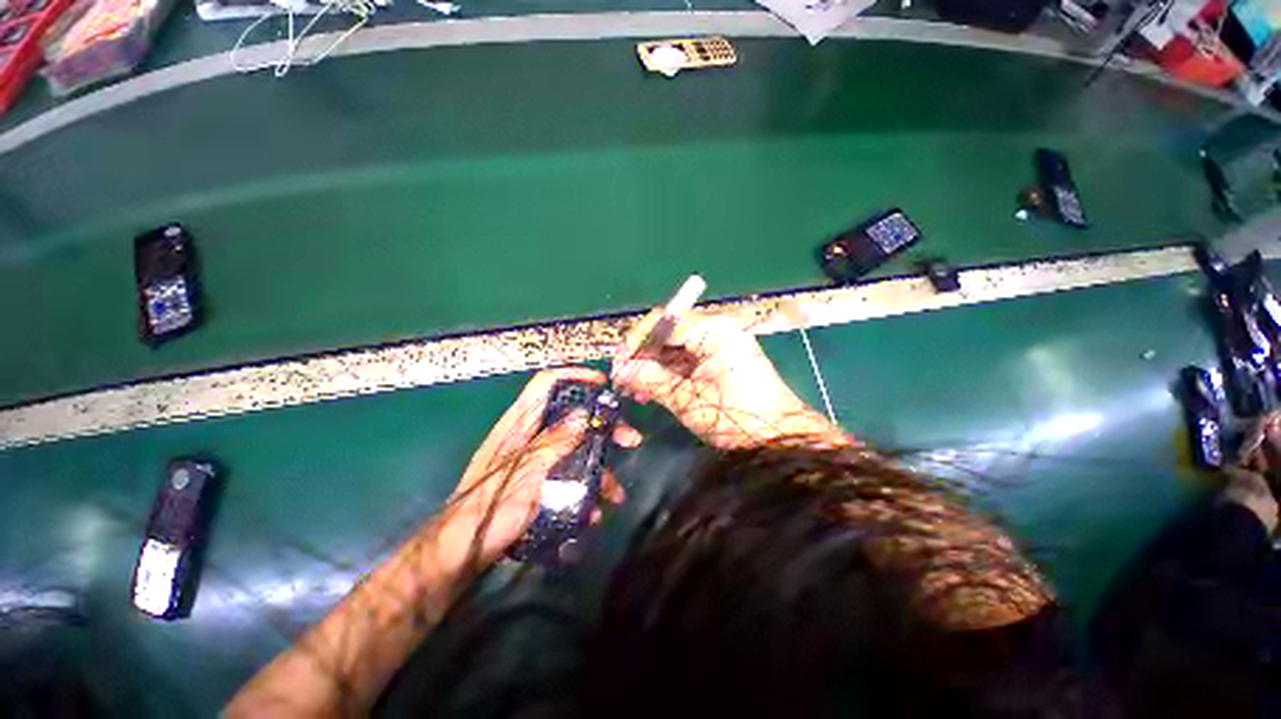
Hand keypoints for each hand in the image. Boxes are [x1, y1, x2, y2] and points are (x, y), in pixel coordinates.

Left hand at [441, 368, 640, 566]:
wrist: (461, 554)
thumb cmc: (489, 509)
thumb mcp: (525, 473)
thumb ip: (554, 442)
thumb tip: (585, 414)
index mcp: (520, 424)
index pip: (546, 384)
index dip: (574, 377)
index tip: (603, 384)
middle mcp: (530, 436)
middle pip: (573, 419)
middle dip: (604, 429)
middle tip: (630, 440)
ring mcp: (537, 460)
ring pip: (576, 451)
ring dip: (600, 469)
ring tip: (616, 495)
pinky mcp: (540, 482)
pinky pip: (570, 477)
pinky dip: (584, 491)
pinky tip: (593, 513)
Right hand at [611, 311, 848, 449]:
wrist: (777, 439)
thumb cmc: (735, 418)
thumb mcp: (687, 400)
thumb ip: (652, 379)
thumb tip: (621, 370)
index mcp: (714, 332)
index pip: (666, 322)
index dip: (638, 340)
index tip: (620, 363)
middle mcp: (717, 331)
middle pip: (669, 333)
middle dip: (643, 355)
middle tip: (623, 379)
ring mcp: (719, 346)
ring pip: (674, 349)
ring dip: (652, 366)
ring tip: (634, 390)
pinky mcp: (718, 362)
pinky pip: (685, 361)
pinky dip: (667, 374)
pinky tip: (651, 391)